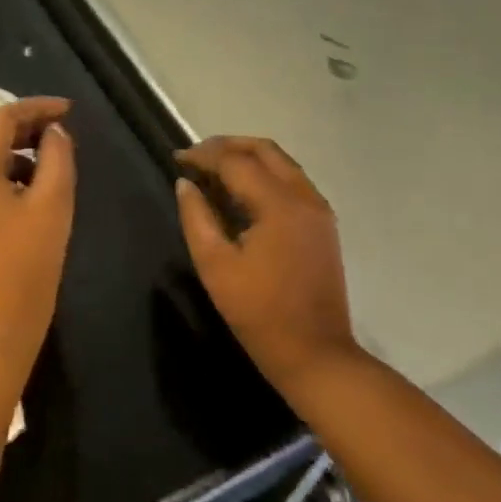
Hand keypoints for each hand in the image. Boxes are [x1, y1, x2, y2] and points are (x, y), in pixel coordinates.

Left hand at [0, 97, 75, 379]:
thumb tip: (54, 131)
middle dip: (21, 125)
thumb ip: (56, 156)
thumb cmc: (28, 264)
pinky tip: (24, 184)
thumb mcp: (52, 204)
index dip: (35, 108)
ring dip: (8, 147)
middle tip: (58, 128)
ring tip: (46, 156)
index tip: (68, 109)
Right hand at [175, 137, 357, 391]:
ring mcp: (319, 210)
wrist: (316, 355)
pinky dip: (265, 174)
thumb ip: (196, 218)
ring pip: (282, 163)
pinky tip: (242, 192)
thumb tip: (185, 184)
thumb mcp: (215, 266)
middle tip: (196, 157)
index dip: (204, 155)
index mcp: (279, 204)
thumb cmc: (259, 313)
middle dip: (228, 146)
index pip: (236, 161)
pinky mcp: (323, 224)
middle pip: (264, 150)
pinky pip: (292, 181)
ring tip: (215, 170)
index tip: (177, 158)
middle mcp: (304, 197)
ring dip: (248, 157)